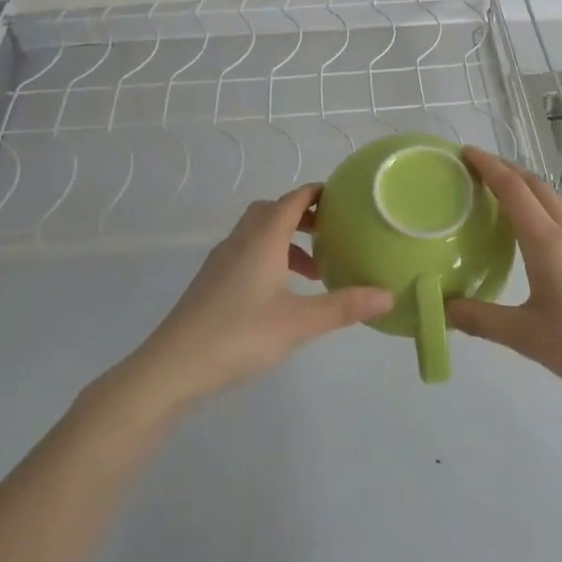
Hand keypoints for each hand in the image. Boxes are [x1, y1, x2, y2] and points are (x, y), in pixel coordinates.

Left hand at [131, 185, 391, 408]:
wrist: (171, 367)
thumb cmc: (239, 336)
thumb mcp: (299, 323)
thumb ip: (344, 306)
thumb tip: (389, 295)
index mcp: (263, 238)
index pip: (294, 199)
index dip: (319, 193)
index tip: (346, 198)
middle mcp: (241, 240)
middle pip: (274, 210)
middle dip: (304, 216)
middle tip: (333, 233)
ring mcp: (221, 260)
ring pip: (258, 233)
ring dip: (287, 240)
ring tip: (314, 271)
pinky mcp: (211, 281)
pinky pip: (247, 252)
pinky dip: (270, 258)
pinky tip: (281, 293)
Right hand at [446, 149, 561, 404]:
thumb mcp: (528, 337)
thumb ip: (483, 320)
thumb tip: (445, 310)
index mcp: (547, 241)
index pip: (512, 188)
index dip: (488, 166)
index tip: (465, 152)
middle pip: (534, 185)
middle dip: (505, 170)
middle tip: (475, 171)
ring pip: (552, 200)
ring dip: (524, 189)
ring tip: (498, 199)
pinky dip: (540, 210)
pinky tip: (531, 235)